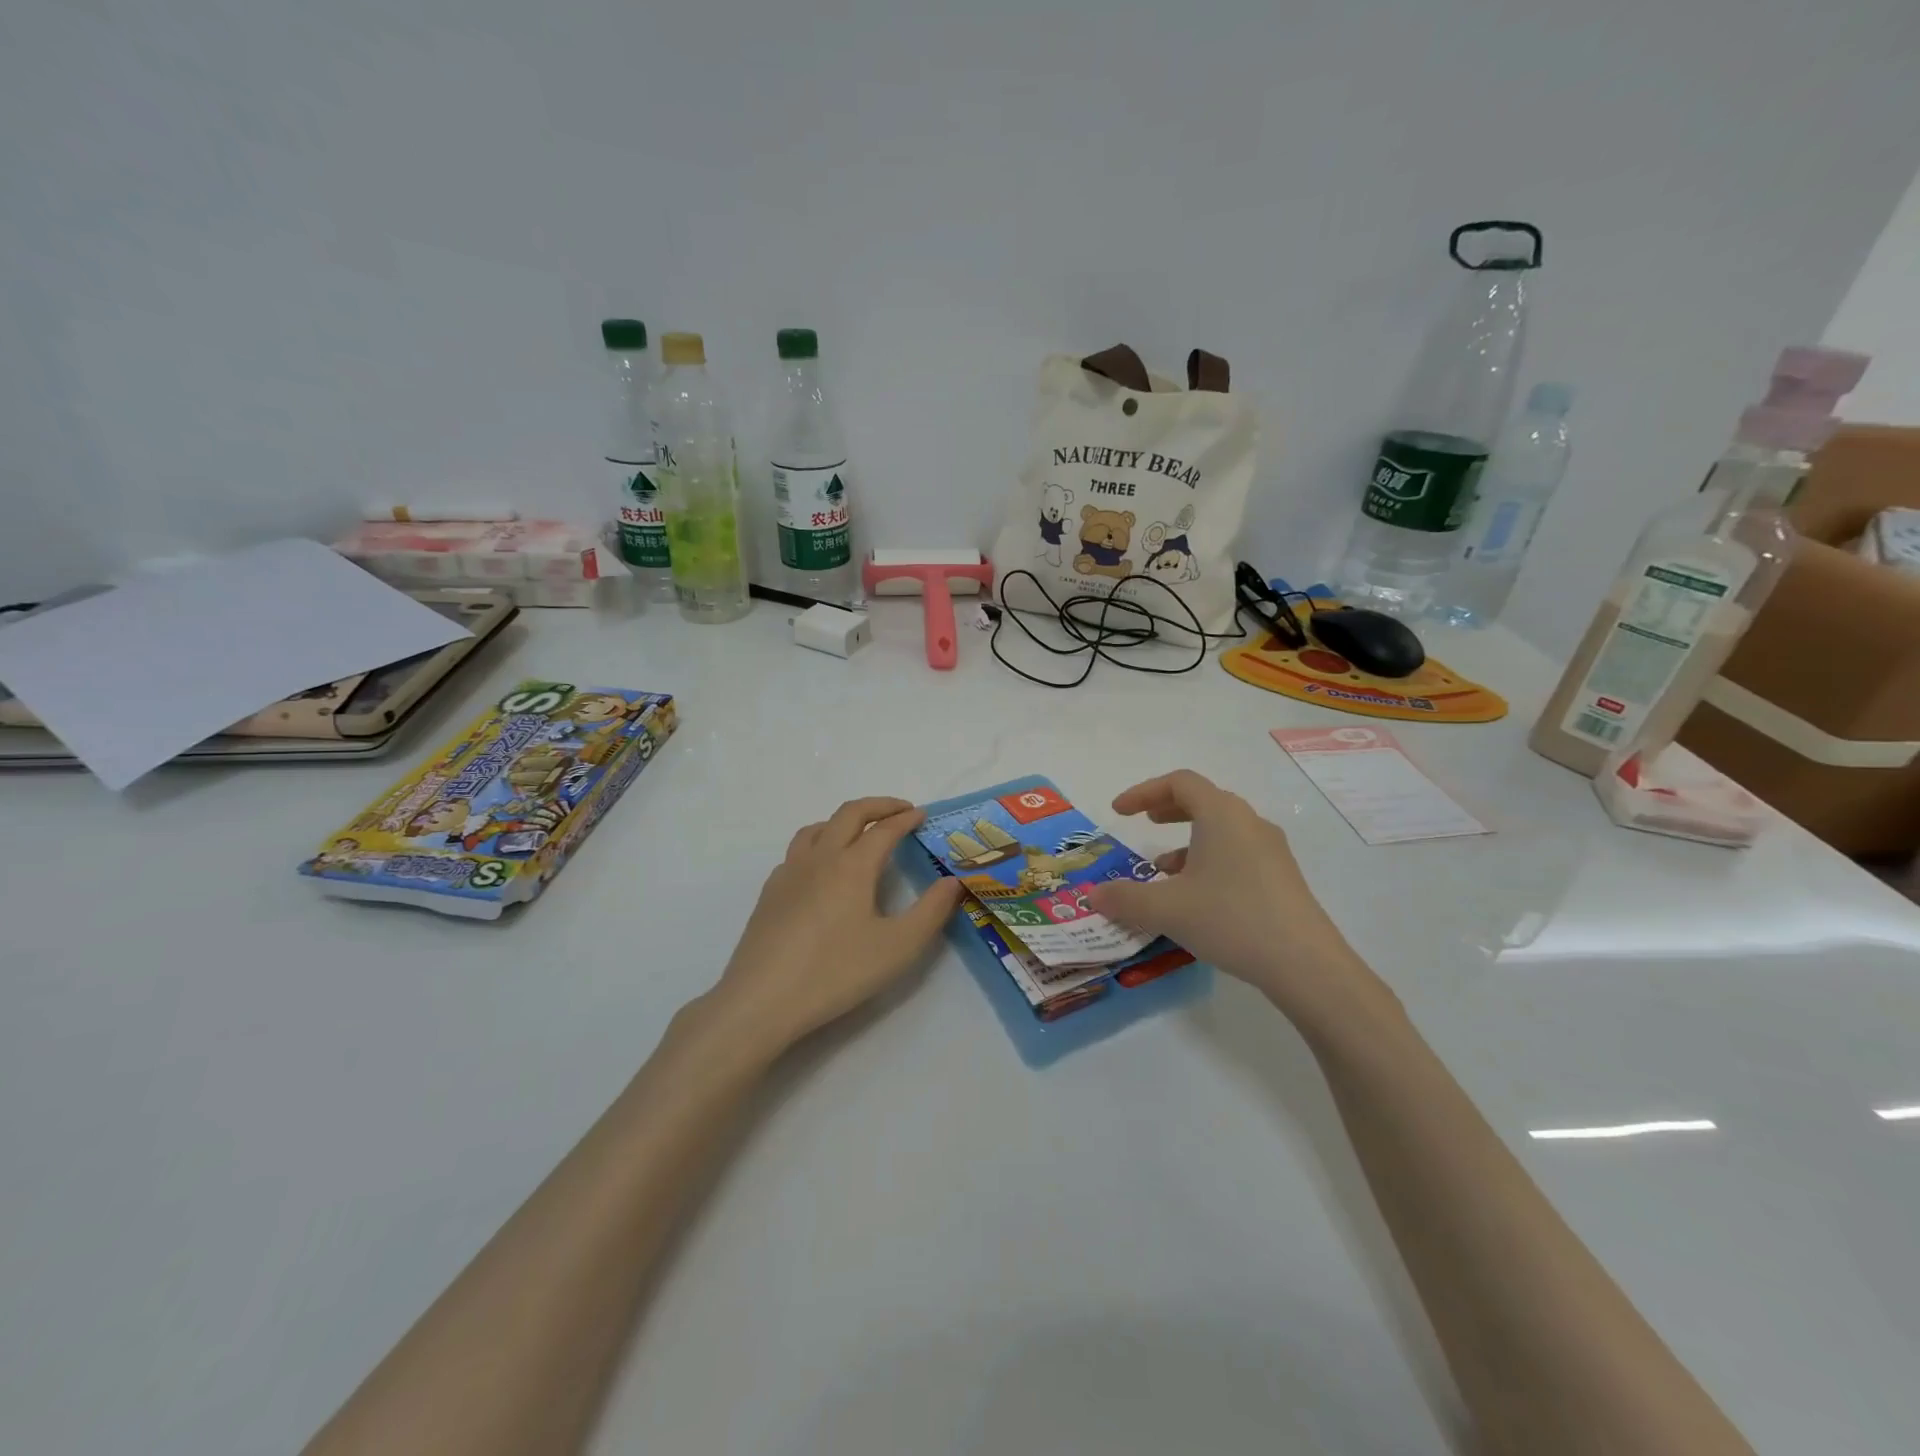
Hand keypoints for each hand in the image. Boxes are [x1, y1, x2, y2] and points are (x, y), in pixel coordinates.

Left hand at [702, 797, 963, 1055]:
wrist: (762, 1000)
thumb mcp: (898, 947)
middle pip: (848, 814)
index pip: (884, 829)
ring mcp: (789, 873)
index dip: (906, 818)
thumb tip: (953, 881)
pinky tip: (822, 870)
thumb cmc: (836, 972)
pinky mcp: (770, 893)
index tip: (922, 815)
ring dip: (844, 820)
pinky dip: (818, 843)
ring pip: (817, 828)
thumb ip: (931, 911)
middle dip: (878, 806)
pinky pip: (797, 851)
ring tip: (860, 833)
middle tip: (900, 811)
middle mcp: (819, 858)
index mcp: (852, 865)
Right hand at [1084, 771, 1393, 1025]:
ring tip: (1164, 870)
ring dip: (1188, 839)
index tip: (1119, 812)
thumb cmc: (1230, 919)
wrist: (1305, 964)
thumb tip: (1092, 895)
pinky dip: (1209, 859)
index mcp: (1221, 814)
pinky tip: (1197, 896)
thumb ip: (1124, 899)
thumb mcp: (1166, 909)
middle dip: (1169, 808)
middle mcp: (1248, 822)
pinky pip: (1238, 852)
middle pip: (1204, 799)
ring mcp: (1271, 849)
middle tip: (1145, 822)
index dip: (1144, 791)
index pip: (1179, 782)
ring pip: (1222, 828)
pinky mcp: (1282, 876)